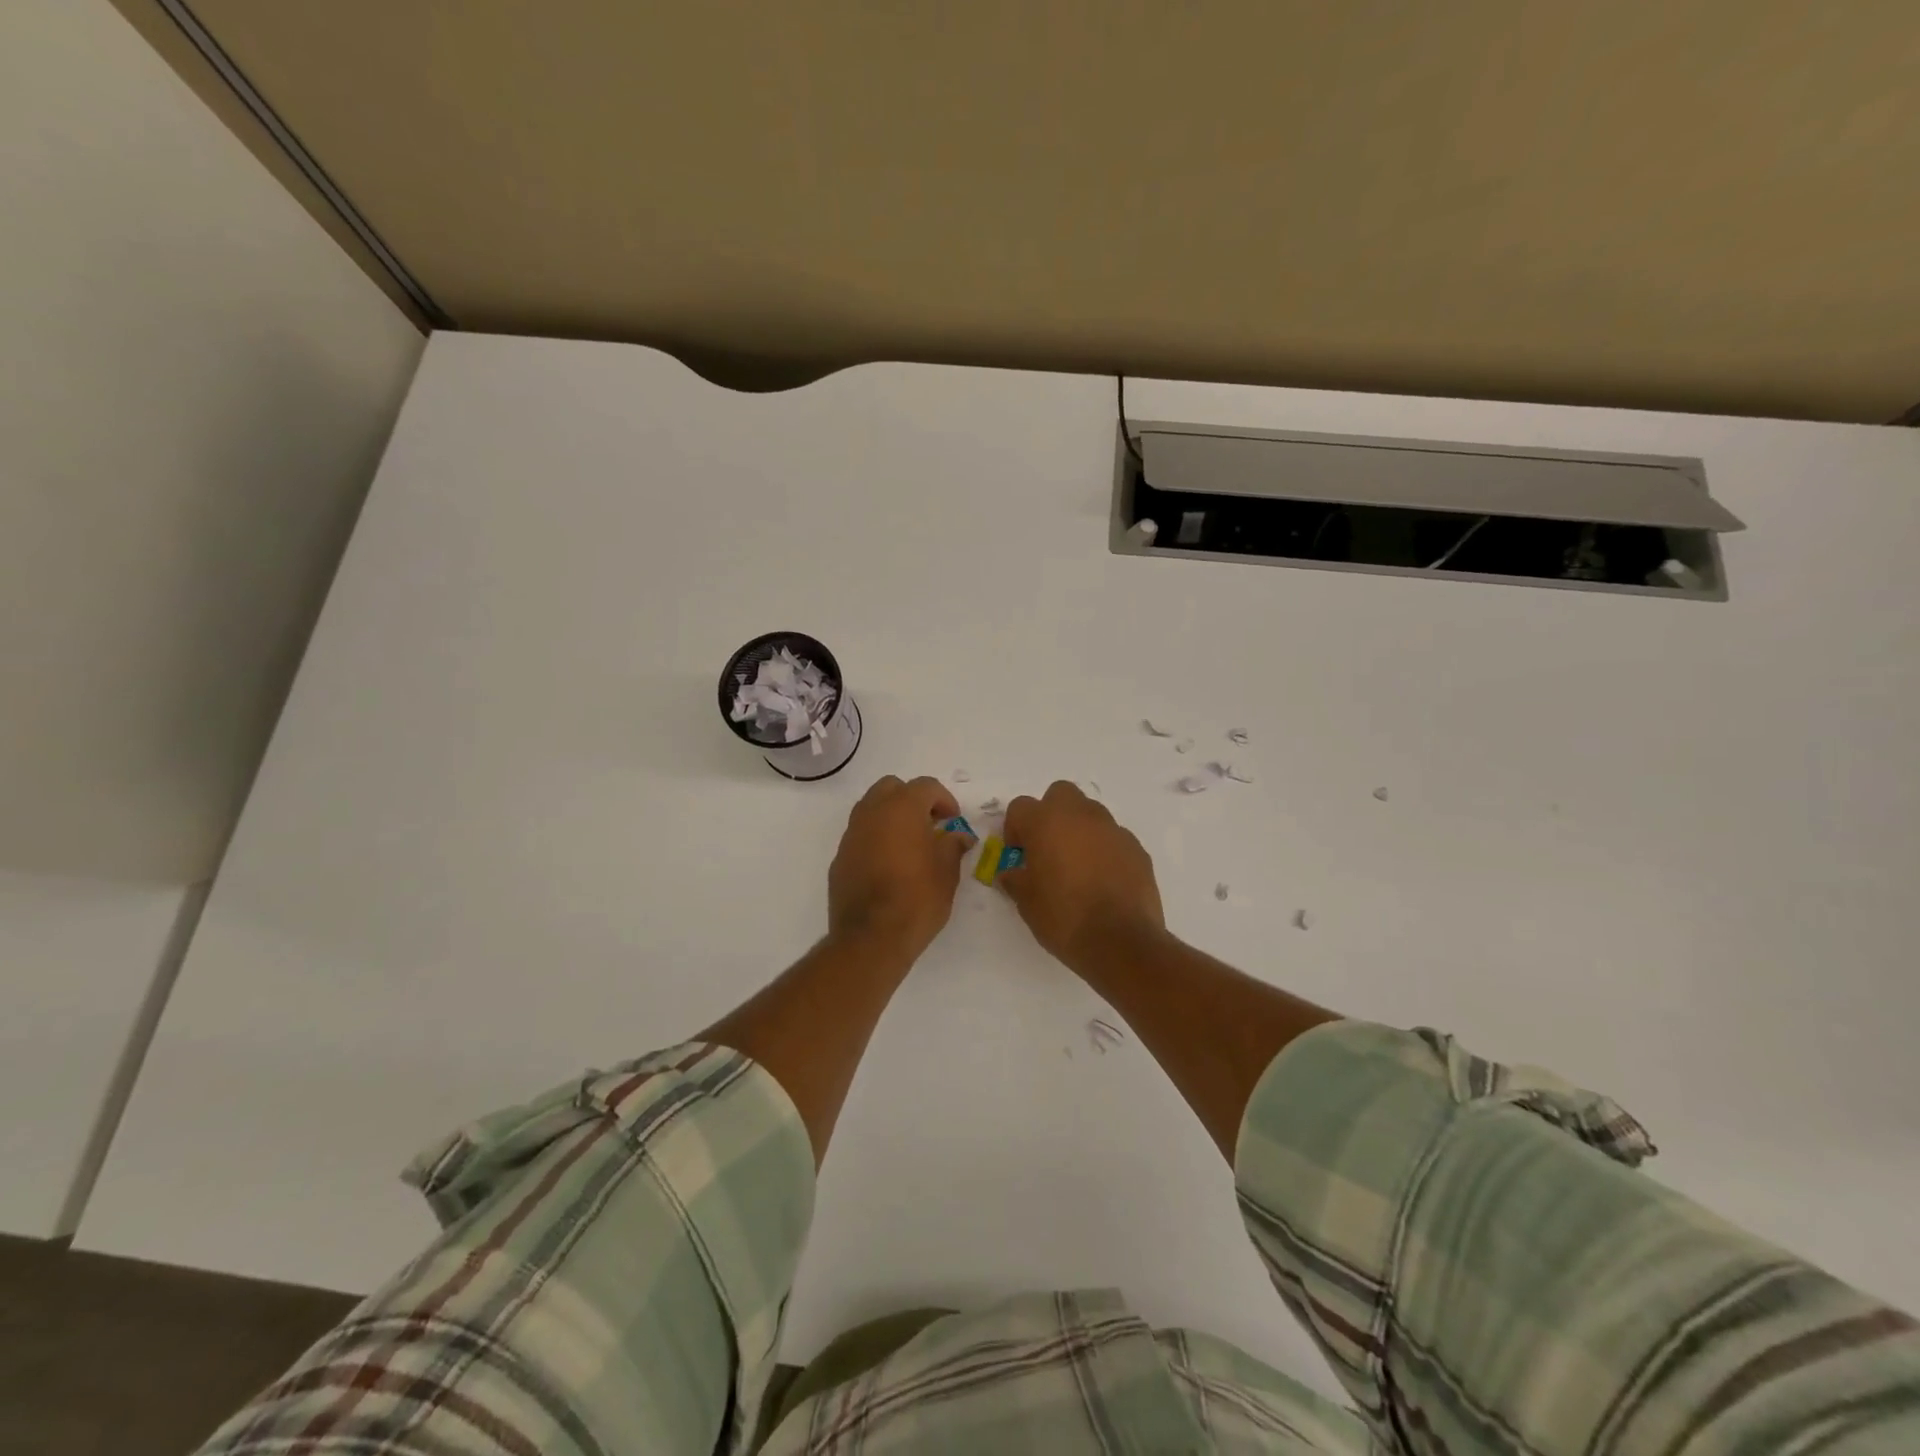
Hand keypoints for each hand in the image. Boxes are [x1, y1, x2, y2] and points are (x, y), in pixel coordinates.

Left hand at [827, 775, 971, 959]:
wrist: (871, 938)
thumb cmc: (917, 899)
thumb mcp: (947, 873)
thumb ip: (953, 846)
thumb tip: (959, 837)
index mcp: (902, 808)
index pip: (926, 786)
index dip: (944, 799)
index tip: (953, 821)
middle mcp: (872, 813)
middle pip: (892, 788)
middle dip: (912, 799)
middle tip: (930, 824)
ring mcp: (851, 834)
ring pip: (871, 808)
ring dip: (891, 816)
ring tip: (909, 842)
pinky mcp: (840, 857)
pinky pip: (860, 834)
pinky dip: (875, 838)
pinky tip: (888, 863)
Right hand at [1000, 781, 1164, 972]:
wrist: (1121, 942)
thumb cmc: (1064, 918)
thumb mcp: (1026, 902)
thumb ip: (1015, 879)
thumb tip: (1011, 873)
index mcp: (1046, 822)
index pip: (1020, 807)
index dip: (1015, 829)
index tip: (1019, 855)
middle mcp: (1080, 816)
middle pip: (1060, 794)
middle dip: (1050, 814)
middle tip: (1047, 848)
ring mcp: (1113, 829)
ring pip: (1090, 813)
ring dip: (1079, 830)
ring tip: (1077, 867)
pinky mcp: (1137, 848)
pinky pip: (1113, 838)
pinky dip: (1104, 850)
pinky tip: (1103, 880)